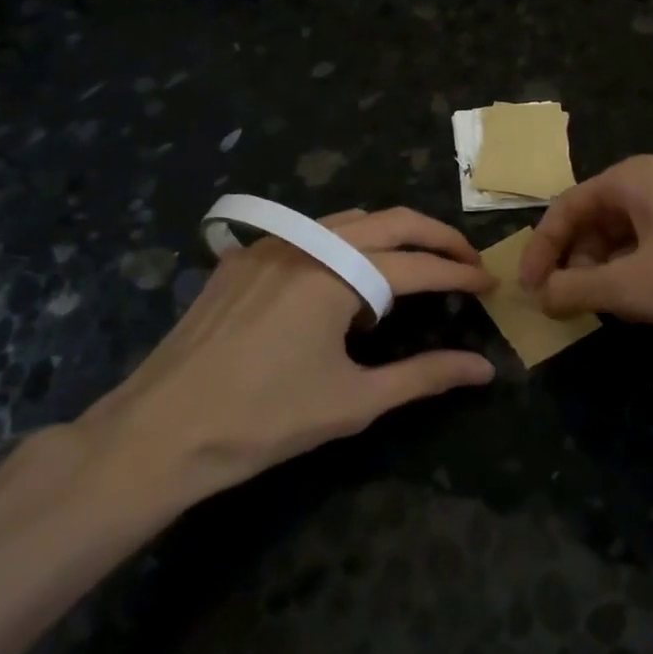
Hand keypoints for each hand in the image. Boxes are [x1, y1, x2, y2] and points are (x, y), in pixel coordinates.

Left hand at [75, 208, 495, 520]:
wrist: (160, 432)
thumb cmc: (265, 421)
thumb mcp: (354, 401)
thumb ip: (424, 377)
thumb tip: (484, 369)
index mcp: (336, 274)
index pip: (417, 265)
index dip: (459, 272)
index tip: (491, 282)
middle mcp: (306, 243)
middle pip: (388, 221)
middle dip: (434, 236)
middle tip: (466, 259)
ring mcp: (268, 246)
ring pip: (346, 221)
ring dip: (387, 237)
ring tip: (408, 273)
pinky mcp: (240, 259)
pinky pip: (306, 236)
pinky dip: (340, 248)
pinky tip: (338, 286)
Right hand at [518, 155, 652, 327]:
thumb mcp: (633, 285)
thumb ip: (577, 289)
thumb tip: (541, 295)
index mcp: (628, 180)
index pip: (564, 209)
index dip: (540, 251)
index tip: (530, 291)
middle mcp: (650, 182)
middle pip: (593, 221)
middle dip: (576, 264)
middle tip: (572, 304)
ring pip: (624, 236)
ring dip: (607, 271)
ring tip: (611, 308)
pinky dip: (638, 272)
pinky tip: (649, 302)